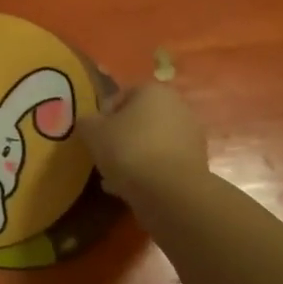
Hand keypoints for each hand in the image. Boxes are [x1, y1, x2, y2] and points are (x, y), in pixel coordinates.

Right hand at [76, 83, 209, 202]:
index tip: (93, 136)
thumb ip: (86, 122)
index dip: (102, 116)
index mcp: (153, 90)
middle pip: (138, 120)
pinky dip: (147, 172)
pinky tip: (130, 189)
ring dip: (133, 156)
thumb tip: (88, 123)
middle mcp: (177, 107)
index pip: (120, 97)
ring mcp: (190, 136)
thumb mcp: (93, 132)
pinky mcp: (195, 164)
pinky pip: (162, 163)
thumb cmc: (129, 150)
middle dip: (120, 137)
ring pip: (150, 143)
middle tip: (103, 156)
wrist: (171, 193)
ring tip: (113, 177)